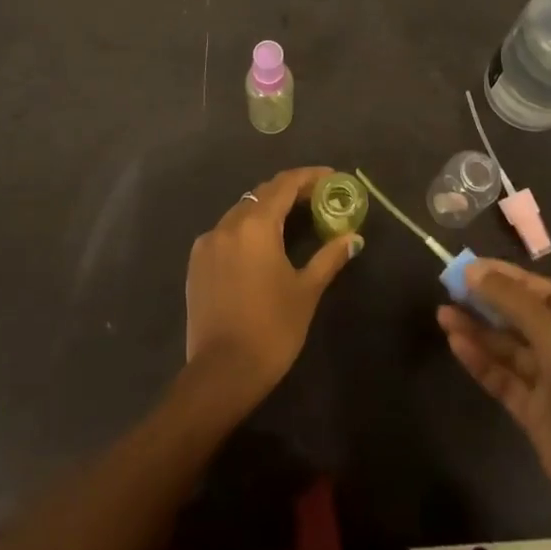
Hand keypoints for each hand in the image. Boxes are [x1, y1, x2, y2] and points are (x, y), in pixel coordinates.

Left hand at [184, 167, 361, 415]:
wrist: (222, 372)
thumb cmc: (272, 329)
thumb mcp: (306, 291)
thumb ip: (329, 257)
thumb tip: (353, 237)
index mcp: (256, 225)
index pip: (285, 184)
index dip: (310, 177)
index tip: (332, 177)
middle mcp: (228, 224)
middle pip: (262, 194)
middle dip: (290, 191)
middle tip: (317, 199)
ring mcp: (207, 242)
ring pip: (241, 212)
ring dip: (267, 209)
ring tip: (293, 219)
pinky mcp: (196, 262)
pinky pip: (225, 232)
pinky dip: (246, 229)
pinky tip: (261, 245)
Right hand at [439, 260, 550, 525]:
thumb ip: (510, 299)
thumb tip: (472, 270)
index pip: (544, 292)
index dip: (507, 277)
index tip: (470, 267)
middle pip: (524, 319)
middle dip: (488, 303)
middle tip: (450, 288)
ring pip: (510, 349)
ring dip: (478, 330)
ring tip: (443, 314)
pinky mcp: (536, 415)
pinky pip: (505, 379)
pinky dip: (481, 361)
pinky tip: (456, 343)